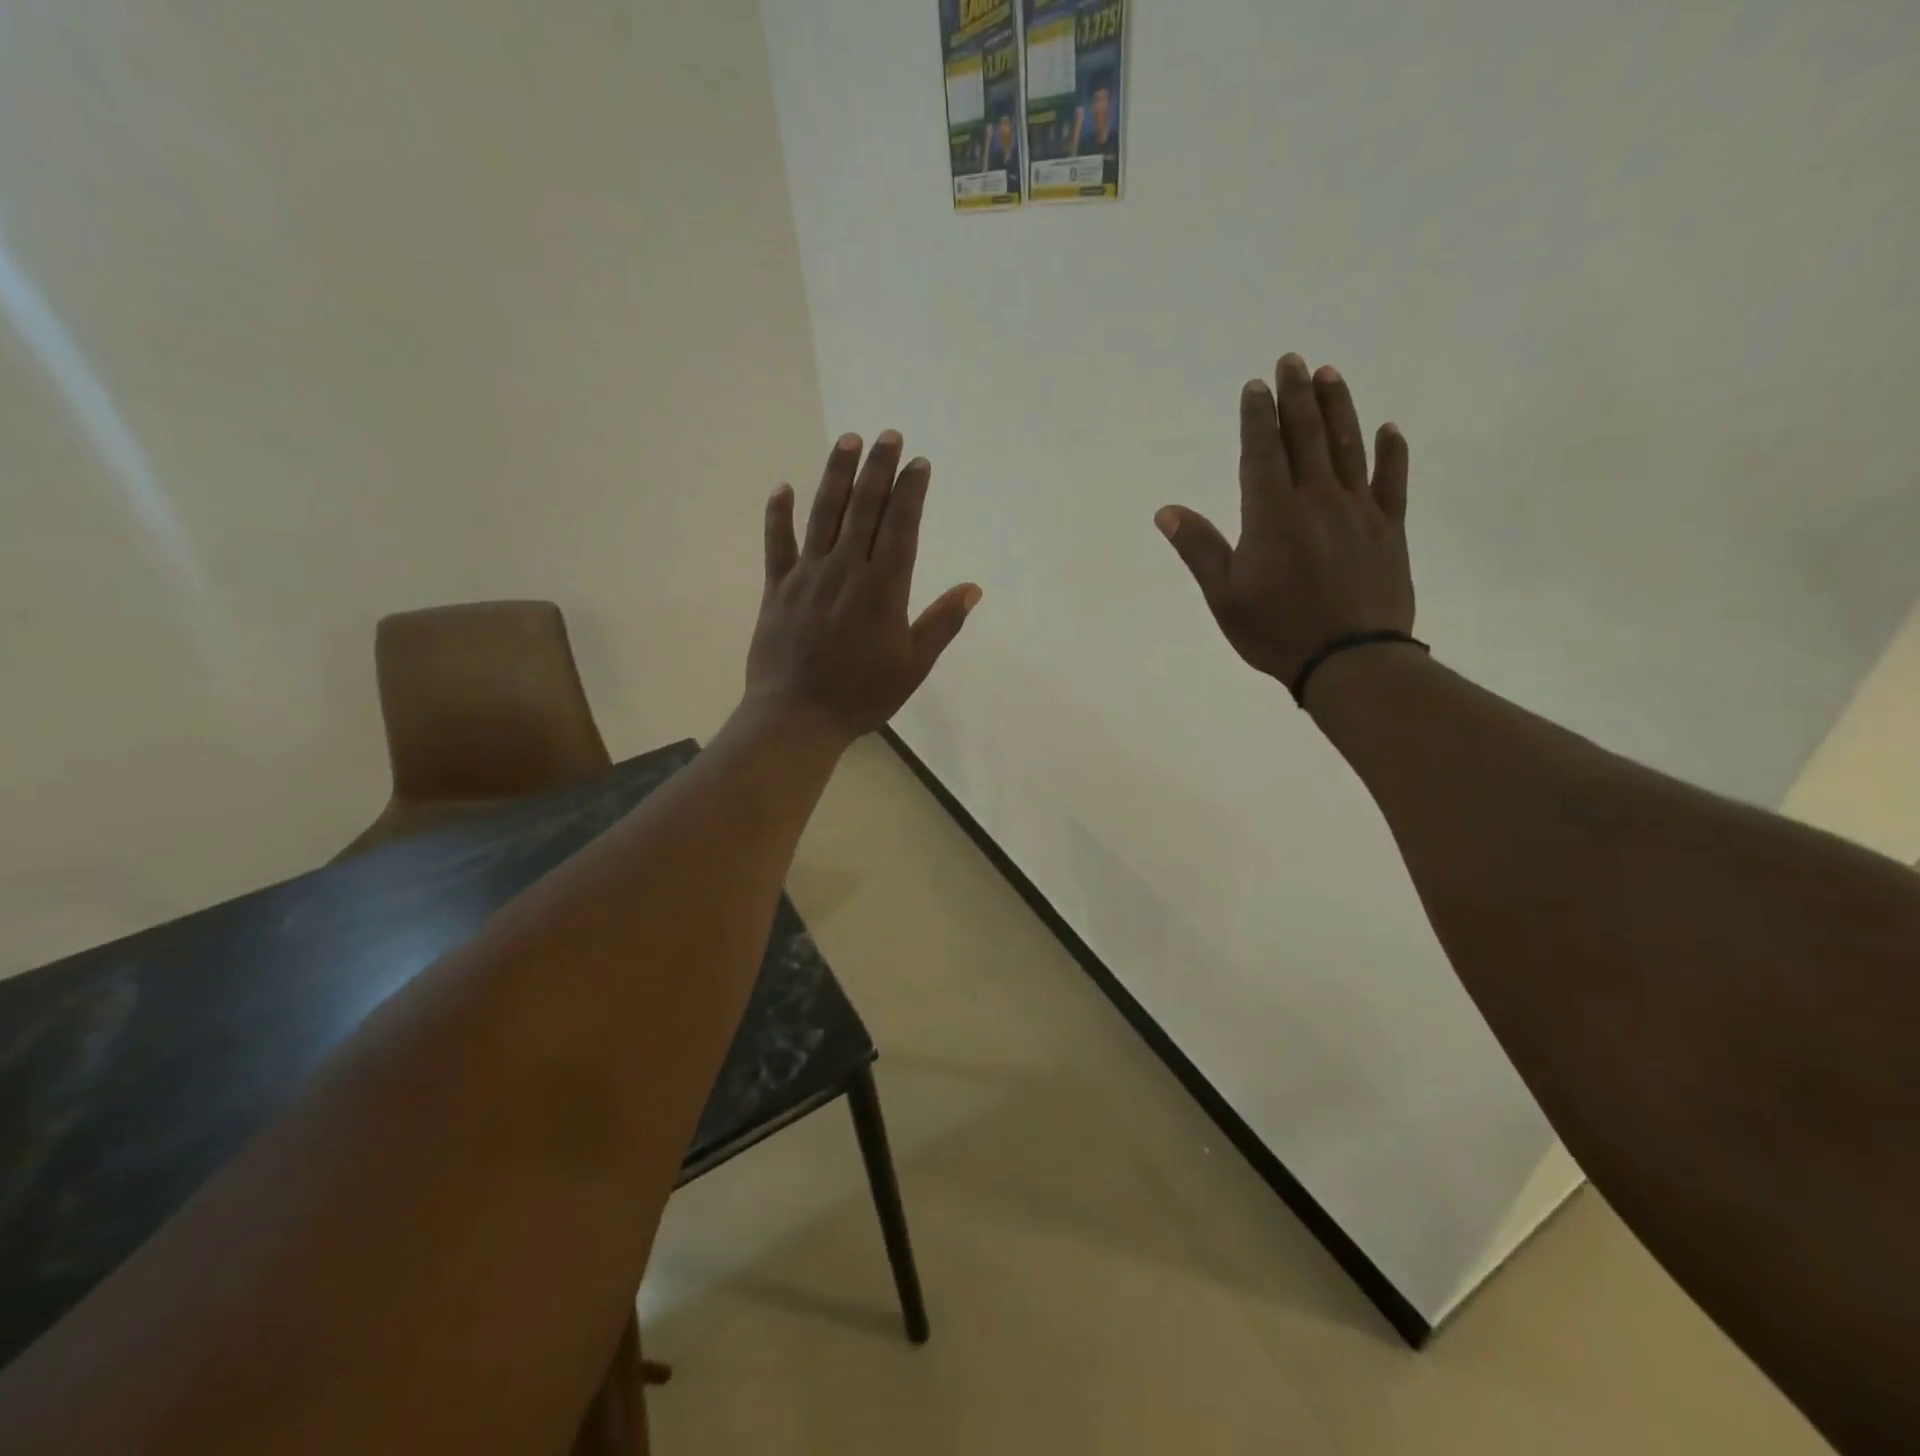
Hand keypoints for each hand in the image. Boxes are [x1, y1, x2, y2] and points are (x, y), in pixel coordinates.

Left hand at [746, 431, 980, 739]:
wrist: (797, 716)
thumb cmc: (862, 695)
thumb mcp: (913, 666)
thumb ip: (941, 624)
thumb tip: (972, 589)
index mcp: (883, 589)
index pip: (900, 527)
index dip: (910, 492)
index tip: (918, 463)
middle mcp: (845, 570)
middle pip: (864, 509)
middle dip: (878, 469)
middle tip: (888, 435)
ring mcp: (807, 576)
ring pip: (823, 514)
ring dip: (836, 475)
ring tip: (848, 441)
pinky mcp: (777, 588)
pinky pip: (777, 544)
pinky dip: (778, 515)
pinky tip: (783, 488)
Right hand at [1156, 354, 1413, 692]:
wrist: (1351, 659)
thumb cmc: (1277, 631)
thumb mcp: (1225, 597)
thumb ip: (1200, 549)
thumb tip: (1166, 512)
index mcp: (1272, 515)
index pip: (1262, 453)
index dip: (1257, 417)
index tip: (1255, 387)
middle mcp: (1317, 500)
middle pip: (1307, 436)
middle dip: (1297, 396)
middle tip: (1292, 361)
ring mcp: (1358, 511)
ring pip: (1349, 446)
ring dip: (1338, 407)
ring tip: (1330, 374)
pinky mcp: (1389, 529)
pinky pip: (1393, 481)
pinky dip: (1391, 453)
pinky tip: (1388, 429)